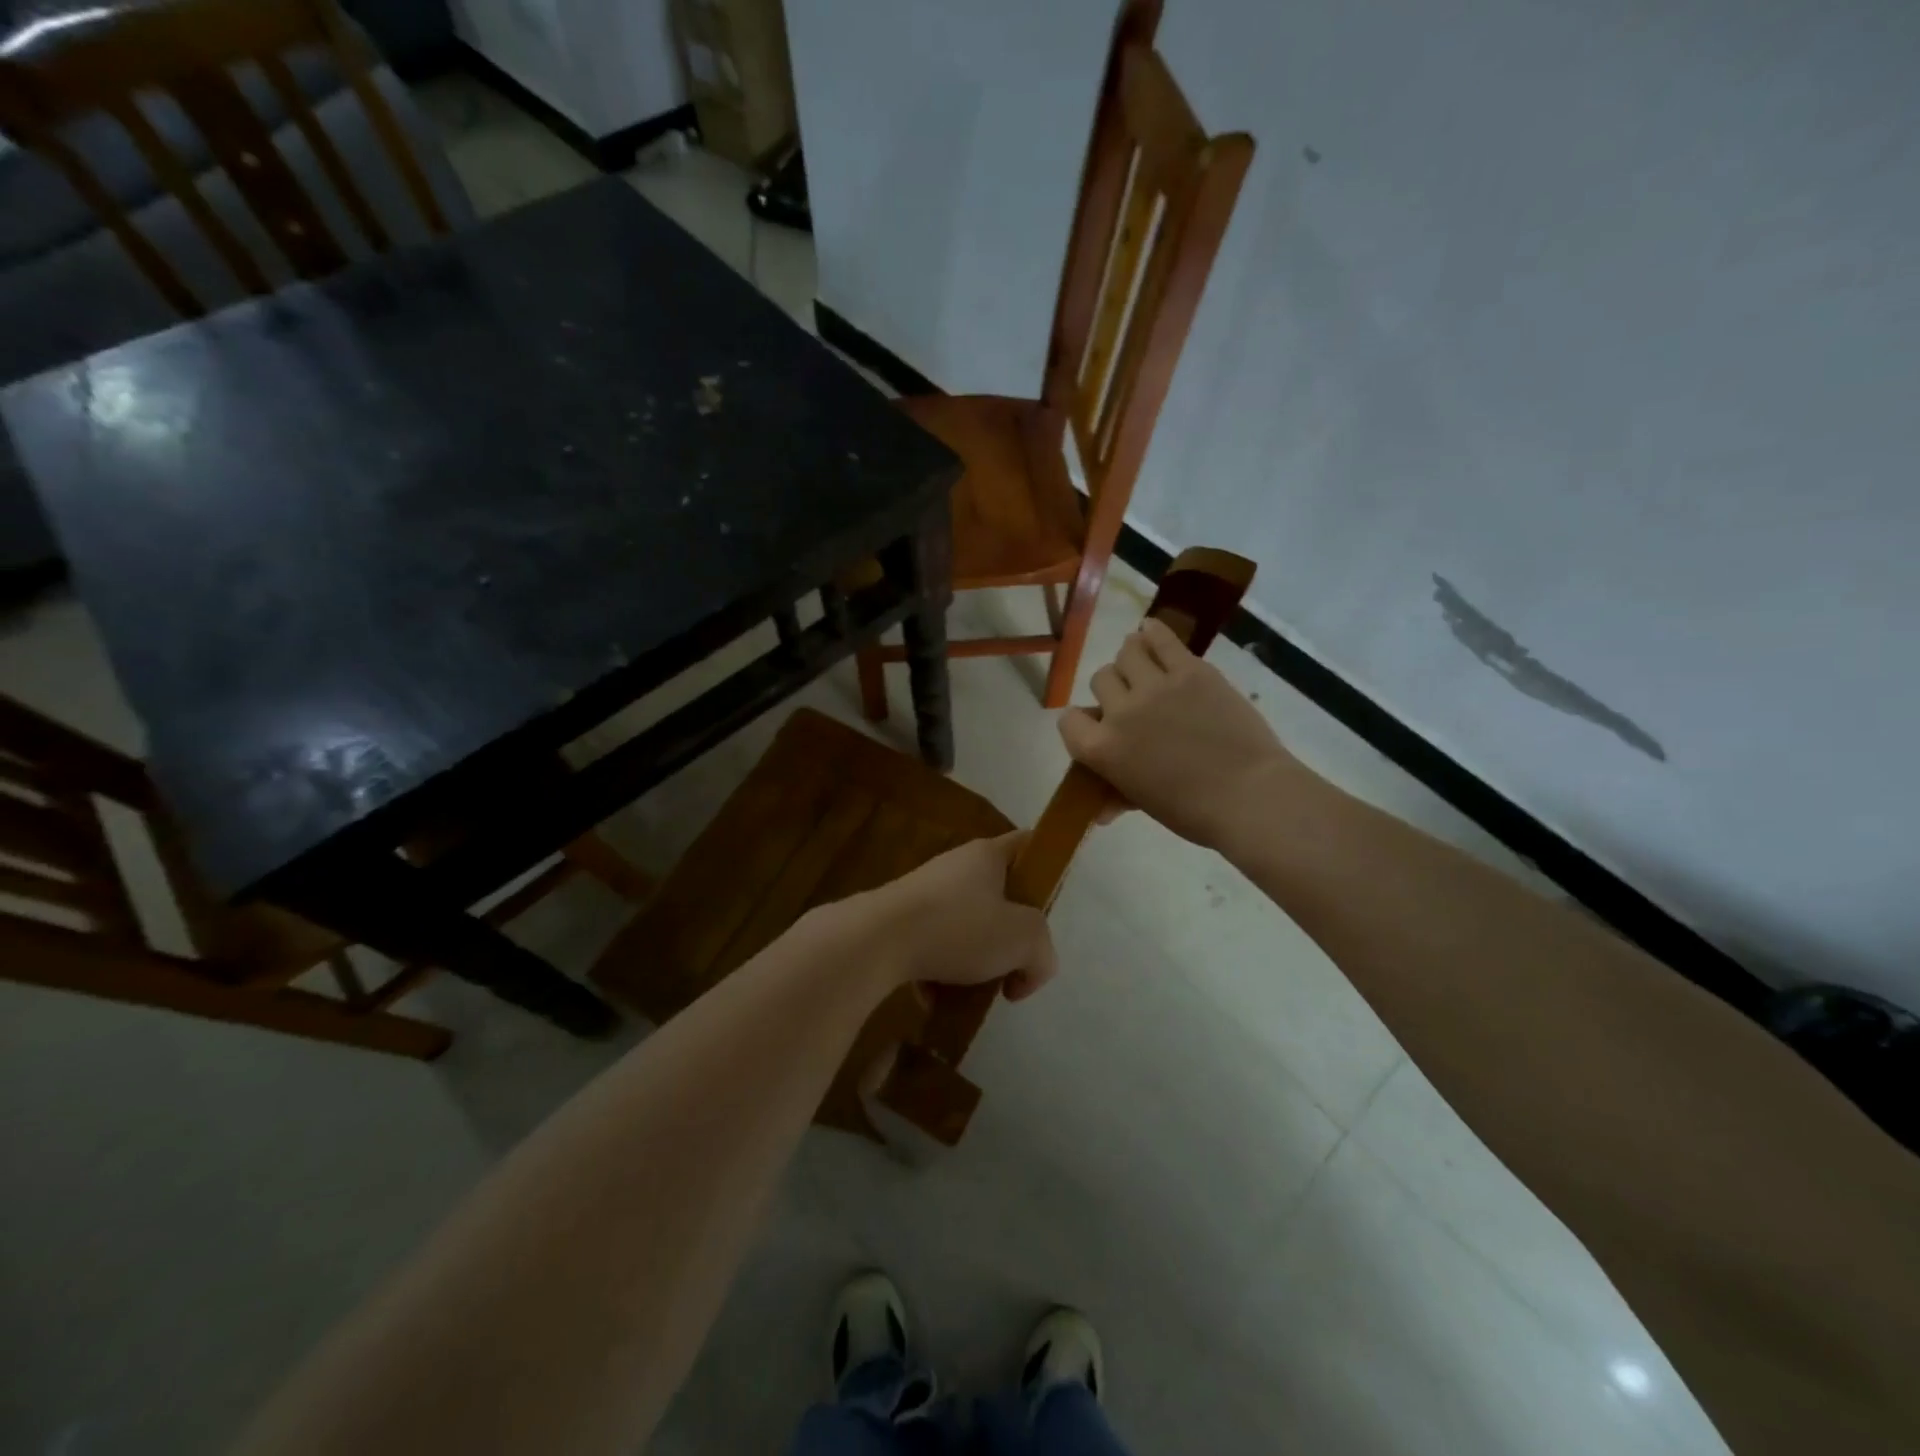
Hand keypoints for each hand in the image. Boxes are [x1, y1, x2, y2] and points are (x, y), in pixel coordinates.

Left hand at [845, 834, 1058, 1000]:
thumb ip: (1042, 953)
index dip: (1046, 867)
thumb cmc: (958, 927)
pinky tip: (937, 999)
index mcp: (988, 855)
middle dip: (1009, 936)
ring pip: (965, 926)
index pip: (1028, 844)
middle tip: (1014, 966)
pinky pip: (933, 946)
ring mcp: (924, 893)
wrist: (877, 940)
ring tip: (974, 993)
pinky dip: (940, 973)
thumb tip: (1028, 972)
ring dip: (974, 962)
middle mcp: (956, 866)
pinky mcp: (899, 921)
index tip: (1050, 904)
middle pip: (997, 896)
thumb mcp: (1022, 939)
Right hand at [1060, 618, 1302, 852]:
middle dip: (1114, 689)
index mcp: (1102, 749)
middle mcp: (1120, 711)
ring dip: (1133, 659)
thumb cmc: (1193, 811)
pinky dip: (1153, 632)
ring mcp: (1155, 686)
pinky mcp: (1190, 670)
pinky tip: (1151, 631)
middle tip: (1135, 701)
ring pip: (1127, 652)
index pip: (1069, 720)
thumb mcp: (1145, 804)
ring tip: (1147, 668)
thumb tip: (1101, 811)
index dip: (1082, 721)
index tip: (1098, 725)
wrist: (1249, 795)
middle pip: (1100, 679)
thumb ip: (1118, 796)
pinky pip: (1161, 638)